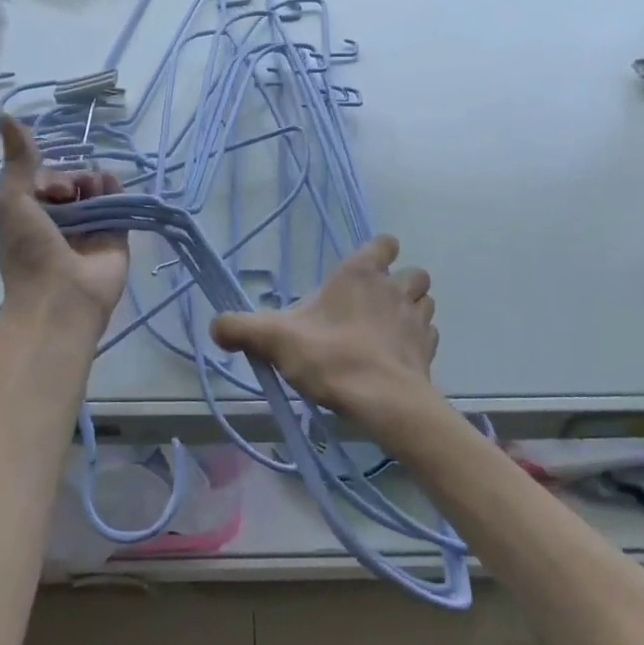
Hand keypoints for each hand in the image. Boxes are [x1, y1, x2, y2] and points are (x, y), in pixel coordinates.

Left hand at [0, 115, 129, 323]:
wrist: (61, 298)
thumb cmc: (28, 250)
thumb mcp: (12, 199)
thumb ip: (17, 158)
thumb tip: (4, 113)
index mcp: (32, 215)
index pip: (45, 179)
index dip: (47, 175)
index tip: (45, 187)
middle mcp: (61, 220)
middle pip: (72, 182)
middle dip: (71, 178)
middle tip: (66, 194)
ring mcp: (90, 228)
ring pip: (96, 190)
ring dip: (93, 181)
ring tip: (90, 192)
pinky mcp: (117, 235)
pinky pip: (119, 203)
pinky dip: (115, 190)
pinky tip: (110, 188)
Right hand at [208, 235, 440, 436]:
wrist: (383, 401)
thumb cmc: (331, 357)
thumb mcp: (274, 339)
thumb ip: (241, 328)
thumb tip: (215, 326)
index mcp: (360, 274)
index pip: (384, 243)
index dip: (378, 252)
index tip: (363, 270)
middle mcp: (394, 288)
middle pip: (413, 273)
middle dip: (400, 283)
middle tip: (375, 305)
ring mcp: (416, 319)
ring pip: (425, 302)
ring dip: (412, 311)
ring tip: (388, 330)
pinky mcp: (428, 351)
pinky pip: (428, 336)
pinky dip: (417, 343)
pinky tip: (398, 357)